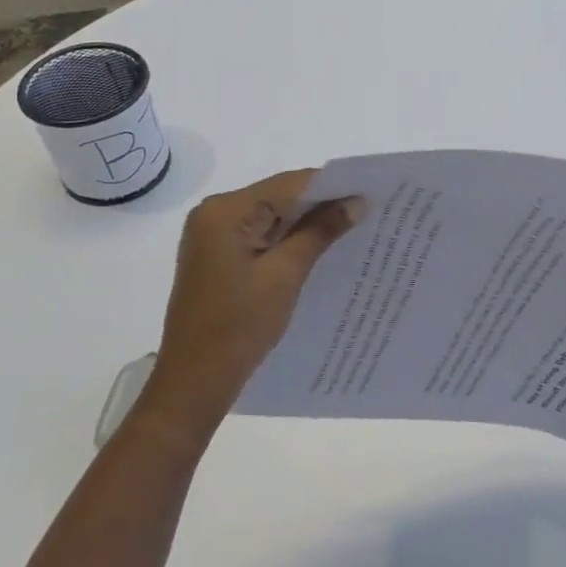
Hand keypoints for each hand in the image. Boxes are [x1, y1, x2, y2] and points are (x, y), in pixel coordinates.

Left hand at [137, 169, 360, 440]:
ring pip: (273, 216)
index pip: (289, 184)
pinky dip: (290, 239)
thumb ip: (320, 232)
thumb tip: (357, 201)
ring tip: (352, 228)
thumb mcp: (285, 275)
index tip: (371, 193)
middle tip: (367, 211)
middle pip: (280, 196)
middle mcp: (215, 213)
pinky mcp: (219, 255)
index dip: (332, 186)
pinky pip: (262, 235)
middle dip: (322, 204)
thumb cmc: (238, 327)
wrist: (194, 382)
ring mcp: (214, 235)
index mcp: (225, 211)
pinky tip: (319, 249)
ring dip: (308, 223)